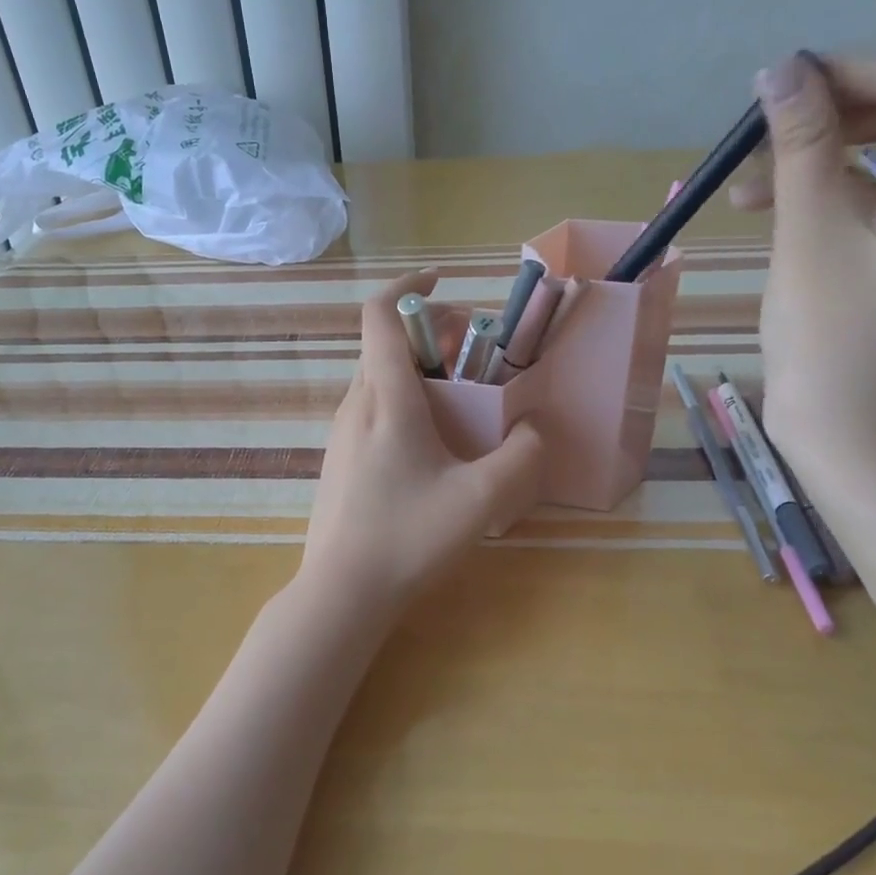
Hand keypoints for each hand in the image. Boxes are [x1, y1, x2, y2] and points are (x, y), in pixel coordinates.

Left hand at [301, 272, 543, 613]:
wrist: (341, 593)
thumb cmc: (409, 538)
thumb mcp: (481, 499)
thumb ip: (522, 457)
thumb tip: (536, 429)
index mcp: (385, 397)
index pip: (380, 314)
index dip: (410, 285)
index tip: (444, 281)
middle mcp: (356, 403)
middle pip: (387, 343)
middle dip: (432, 333)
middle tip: (476, 351)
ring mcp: (342, 432)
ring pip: (380, 377)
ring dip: (420, 369)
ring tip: (463, 397)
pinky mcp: (339, 458)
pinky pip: (373, 408)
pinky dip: (405, 400)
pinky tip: (434, 443)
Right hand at [748, 0, 875, 479]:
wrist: (851, 438)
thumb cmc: (837, 347)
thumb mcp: (810, 238)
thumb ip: (800, 146)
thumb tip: (780, 69)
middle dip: (840, 91)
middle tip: (762, 110)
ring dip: (817, 141)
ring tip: (741, 175)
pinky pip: (872, 185)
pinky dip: (819, 180)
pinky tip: (755, 201)